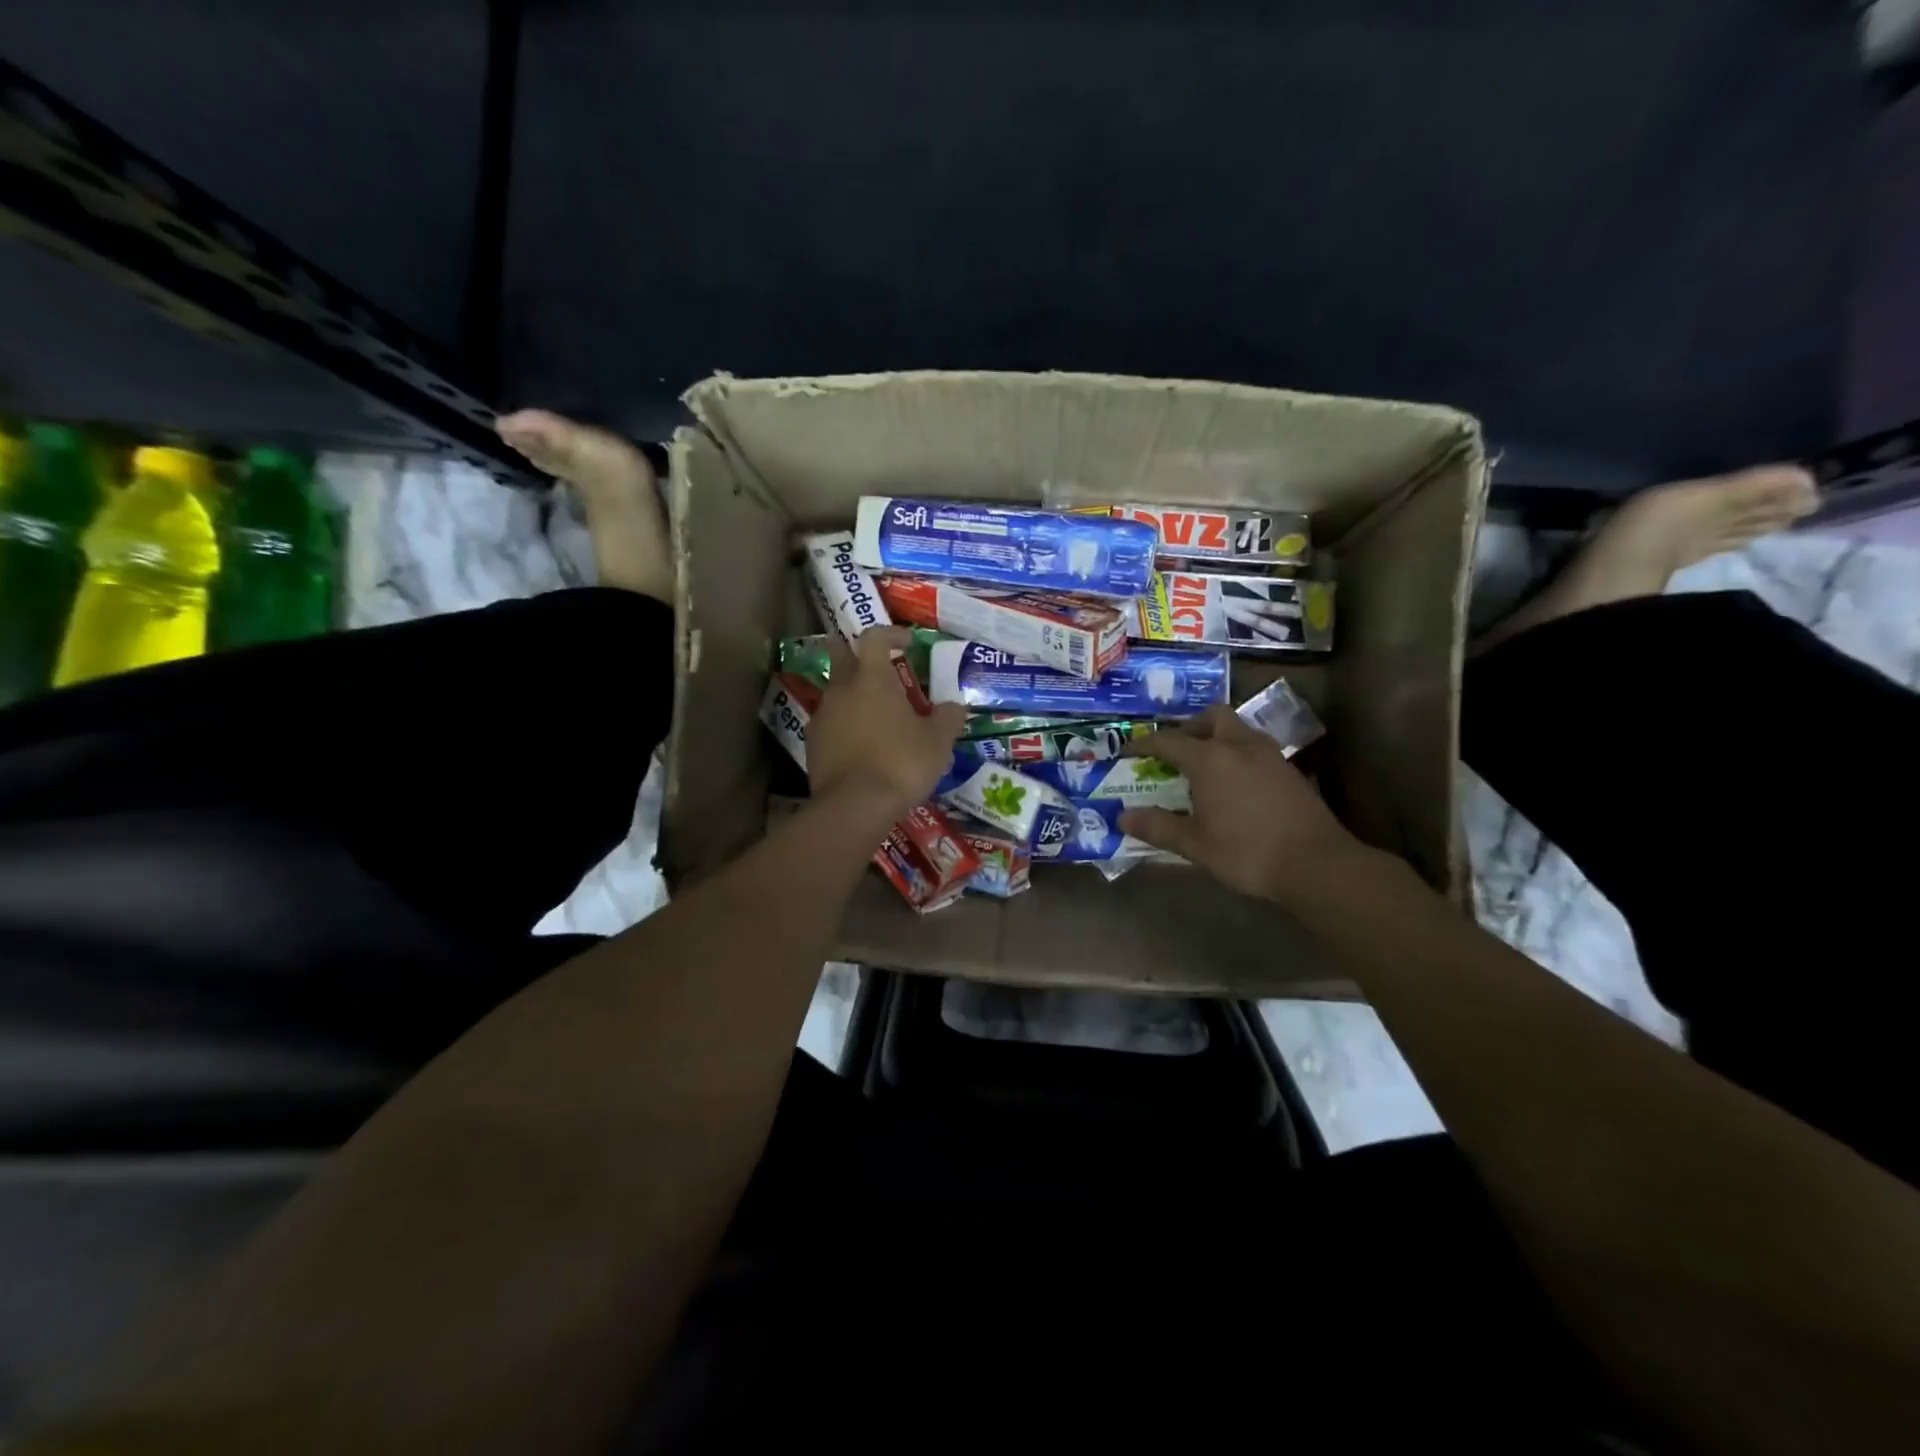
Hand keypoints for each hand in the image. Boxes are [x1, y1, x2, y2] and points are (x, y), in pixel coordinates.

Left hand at [807, 626, 966, 816]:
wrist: (855, 806)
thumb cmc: (901, 763)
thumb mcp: (938, 741)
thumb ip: (948, 718)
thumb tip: (954, 707)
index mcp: (872, 678)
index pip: (874, 637)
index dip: (891, 633)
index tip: (906, 642)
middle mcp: (842, 689)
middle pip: (841, 655)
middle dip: (856, 653)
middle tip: (877, 665)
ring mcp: (822, 716)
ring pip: (835, 692)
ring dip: (852, 694)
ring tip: (876, 713)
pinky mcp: (812, 744)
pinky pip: (830, 723)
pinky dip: (845, 725)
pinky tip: (862, 744)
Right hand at [1120, 705, 1364, 904]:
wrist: (1316, 864)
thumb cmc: (1247, 851)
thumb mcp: (1195, 844)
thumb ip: (1158, 827)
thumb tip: (1123, 818)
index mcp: (1210, 759)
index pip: (1168, 740)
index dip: (1145, 744)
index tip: (1129, 750)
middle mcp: (1239, 746)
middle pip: (1212, 717)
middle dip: (1190, 727)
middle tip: (1176, 750)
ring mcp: (1269, 755)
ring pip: (1238, 729)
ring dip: (1217, 737)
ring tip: (1205, 764)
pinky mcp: (1289, 770)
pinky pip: (1255, 747)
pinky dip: (1238, 753)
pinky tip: (1235, 782)